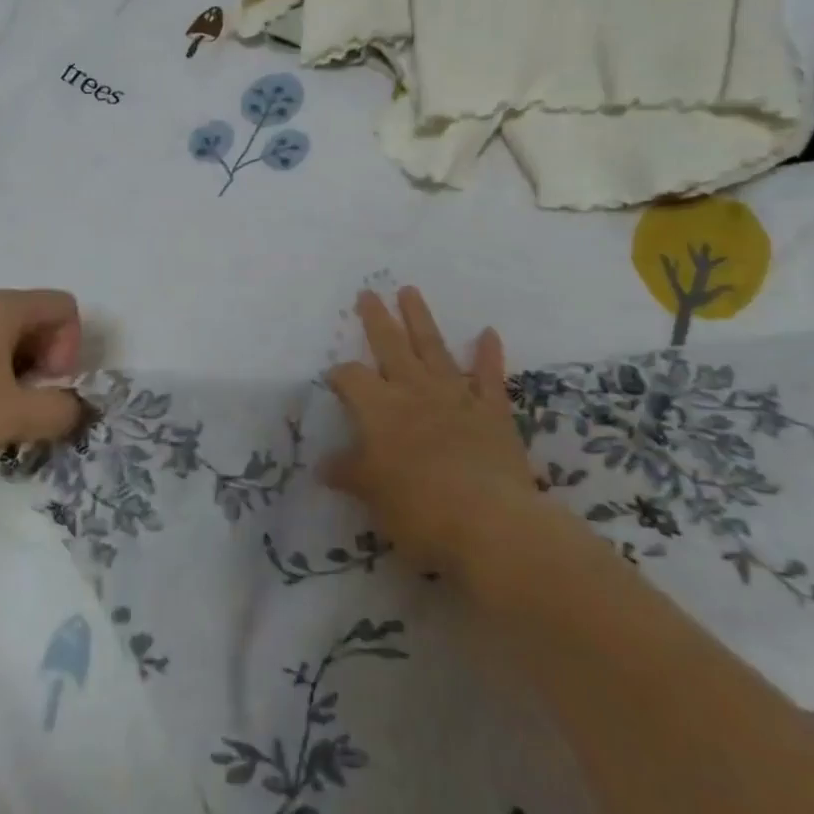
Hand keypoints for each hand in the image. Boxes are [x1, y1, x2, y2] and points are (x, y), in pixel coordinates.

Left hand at [0, 289, 83, 474]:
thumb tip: (77, 408)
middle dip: (46, 360)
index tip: (47, 383)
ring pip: (7, 334)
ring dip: (18, 369)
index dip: (70, 346)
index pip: (64, 306)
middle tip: (27, 400)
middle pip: (37, 318)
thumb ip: (59, 411)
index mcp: (3, 307)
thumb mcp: (12, 415)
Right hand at [322, 287, 536, 574]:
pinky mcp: (492, 411)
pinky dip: (488, 354)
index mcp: (380, 409)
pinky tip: (488, 332)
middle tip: (368, 292)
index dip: (340, 375)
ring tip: (410, 291)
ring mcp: (455, 396)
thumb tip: (322, 466)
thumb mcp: (372, 495)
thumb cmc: (419, 509)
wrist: (489, 521)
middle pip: (391, 345)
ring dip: (421, 319)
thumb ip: (349, 473)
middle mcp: (414, 391)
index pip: (352, 378)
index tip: (334, 378)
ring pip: (434, 347)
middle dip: (377, 319)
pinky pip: (489, 376)